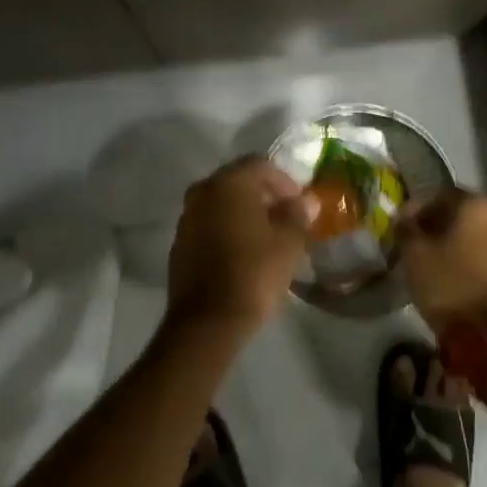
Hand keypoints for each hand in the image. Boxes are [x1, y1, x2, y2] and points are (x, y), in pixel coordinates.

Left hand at [166, 157, 316, 341]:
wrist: (207, 321)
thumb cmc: (253, 273)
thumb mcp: (288, 243)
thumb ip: (298, 215)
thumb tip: (306, 201)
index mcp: (228, 183)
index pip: (260, 165)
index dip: (284, 181)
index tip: (300, 204)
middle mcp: (203, 192)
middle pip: (238, 181)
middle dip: (264, 196)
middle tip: (286, 218)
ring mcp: (187, 218)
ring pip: (222, 203)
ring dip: (244, 213)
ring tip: (268, 237)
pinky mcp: (180, 243)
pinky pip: (209, 225)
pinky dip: (227, 229)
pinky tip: (244, 252)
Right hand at [395, 188, 486, 334]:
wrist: (484, 334)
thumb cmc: (446, 282)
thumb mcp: (413, 252)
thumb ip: (406, 226)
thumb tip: (403, 216)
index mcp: (477, 206)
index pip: (443, 194)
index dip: (420, 207)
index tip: (404, 224)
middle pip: (462, 213)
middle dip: (439, 224)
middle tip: (418, 241)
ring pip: (476, 234)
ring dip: (456, 241)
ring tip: (434, 259)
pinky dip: (470, 258)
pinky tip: (453, 273)